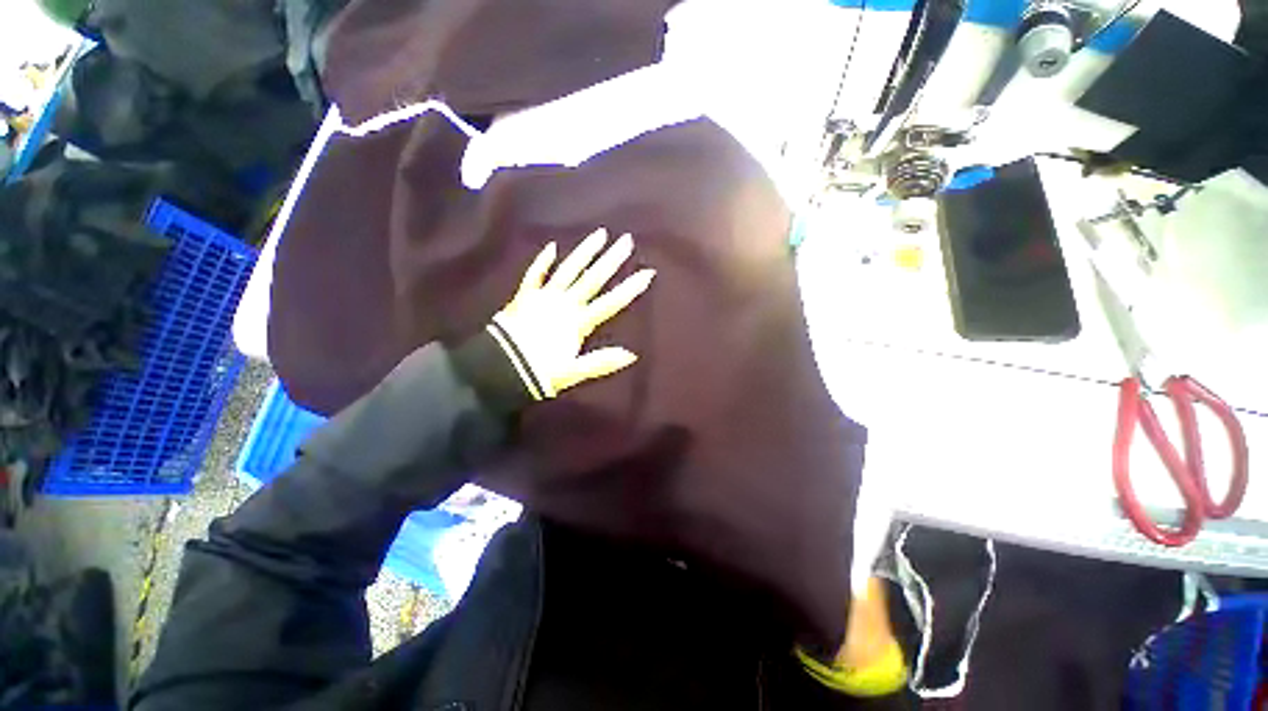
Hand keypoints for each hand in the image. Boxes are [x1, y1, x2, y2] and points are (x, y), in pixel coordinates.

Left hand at [490, 228, 654, 397]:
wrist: (499, 368)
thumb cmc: (539, 373)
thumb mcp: (573, 373)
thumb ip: (601, 362)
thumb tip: (632, 354)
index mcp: (578, 322)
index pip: (610, 302)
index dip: (630, 288)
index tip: (647, 272)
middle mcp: (564, 304)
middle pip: (592, 279)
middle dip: (611, 260)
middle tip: (626, 240)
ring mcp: (544, 297)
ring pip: (568, 270)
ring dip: (584, 252)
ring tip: (599, 234)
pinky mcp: (525, 296)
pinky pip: (535, 275)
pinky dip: (543, 261)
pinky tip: (552, 247)